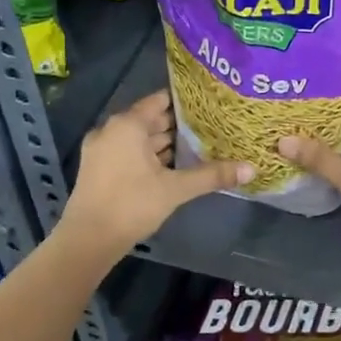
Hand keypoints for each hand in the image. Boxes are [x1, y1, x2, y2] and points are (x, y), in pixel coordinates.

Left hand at [62, 90, 250, 254]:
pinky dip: (149, 156)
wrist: (88, 240)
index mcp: (128, 125)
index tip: (210, 104)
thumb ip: (212, 175)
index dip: (185, 102)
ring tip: (198, 146)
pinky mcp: (98, 168)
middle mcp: (111, 130)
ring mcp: (101, 149)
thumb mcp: (175, 189)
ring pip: (139, 138)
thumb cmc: (132, 204)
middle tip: (211, 126)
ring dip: (164, 143)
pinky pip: (129, 152)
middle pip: (150, 119)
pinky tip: (172, 167)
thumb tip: (252, 169)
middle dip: (178, 125)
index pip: (160, 101)